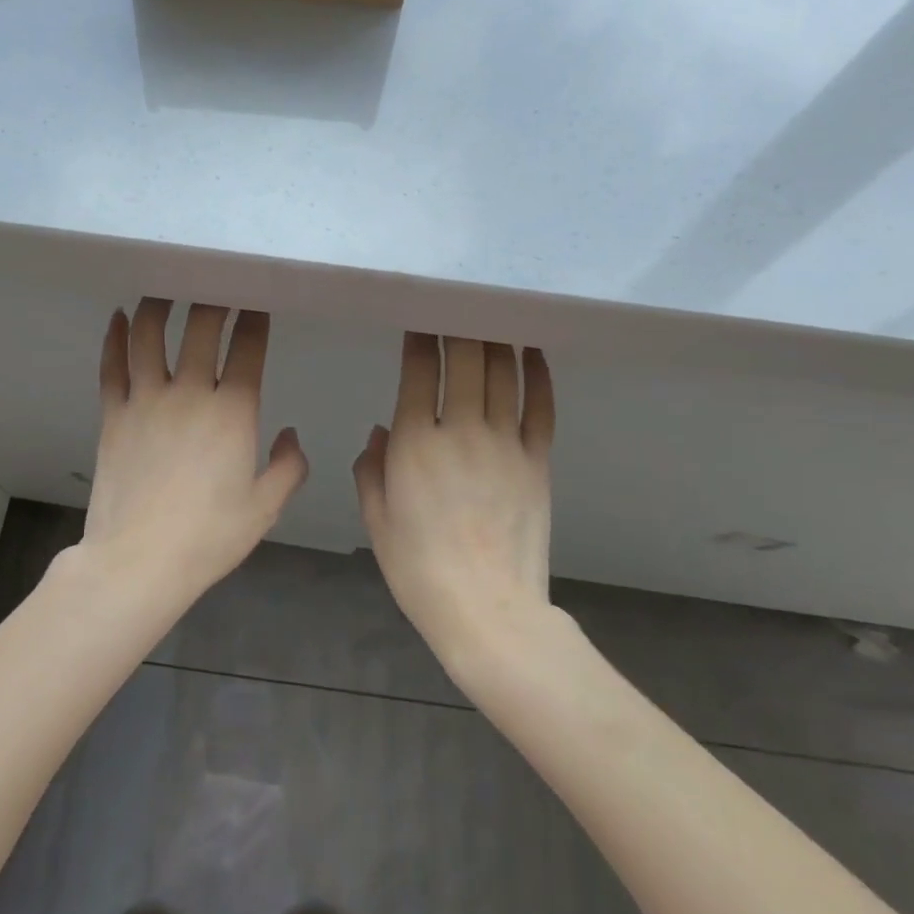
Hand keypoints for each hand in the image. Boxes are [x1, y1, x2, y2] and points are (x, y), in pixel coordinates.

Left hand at [79, 299, 308, 605]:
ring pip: (149, 335)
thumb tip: (291, 433)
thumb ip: (289, 467)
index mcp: (233, 412)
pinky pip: (112, 365)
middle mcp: (189, 393)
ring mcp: (145, 400)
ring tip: (167, 286)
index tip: (256, 299)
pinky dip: (114, 336)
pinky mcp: (113, 414)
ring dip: (159, 304)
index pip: (247, 348)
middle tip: (217, 280)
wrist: (138, 562)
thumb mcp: (265, 507)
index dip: (254, 318)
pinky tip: (118, 315)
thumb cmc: (209, 536)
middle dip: (212, 298)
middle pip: (200, 327)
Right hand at [353, 334, 555, 653]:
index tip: (420, 315)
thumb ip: (371, 469)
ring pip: (503, 374)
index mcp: (415, 443)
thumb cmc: (419, 568)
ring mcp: (505, 444)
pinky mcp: (538, 461)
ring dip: (496, 339)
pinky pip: (542, 407)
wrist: (487, 610)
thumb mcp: (377, 519)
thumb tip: (380, 430)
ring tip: (492, 313)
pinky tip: (533, 351)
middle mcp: (461, 431)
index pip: (419, 371)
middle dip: (458, 326)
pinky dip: (539, 374)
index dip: (420, 338)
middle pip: (464, 360)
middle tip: (457, 302)